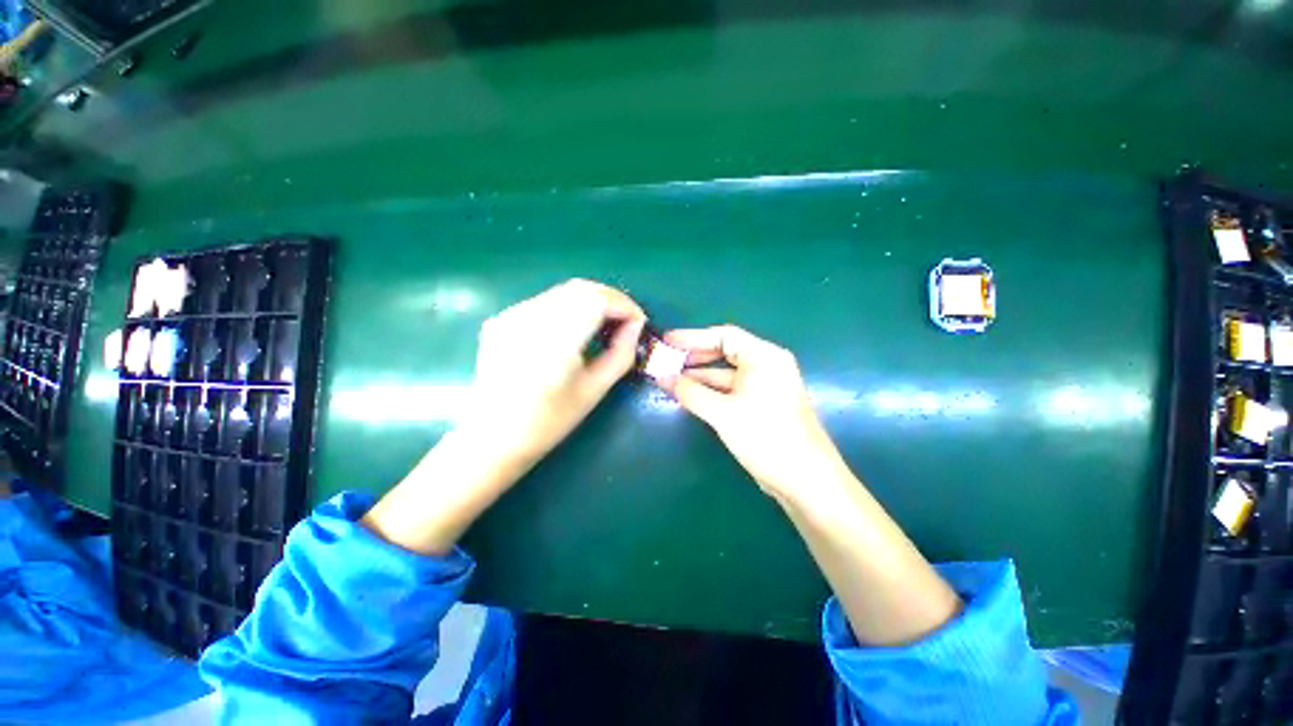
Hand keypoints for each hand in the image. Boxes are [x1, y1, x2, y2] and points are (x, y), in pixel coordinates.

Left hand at [463, 278, 645, 467]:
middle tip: (626, 321)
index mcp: (553, 342)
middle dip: (611, 299)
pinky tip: (576, 327)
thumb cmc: (549, 422)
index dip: (624, 305)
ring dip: (592, 301)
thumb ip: (621, 354)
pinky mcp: (503, 318)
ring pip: (564, 291)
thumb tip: (636, 326)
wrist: (493, 437)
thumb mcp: (594, 391)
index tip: (639, 321)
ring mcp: (511, 315)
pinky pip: (546, 301)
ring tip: (605, 322)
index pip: (597, 300)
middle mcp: (529, 319)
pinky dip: (570, 306)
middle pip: (581, 288)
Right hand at [664, 326, 962, 644]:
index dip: (693, 337)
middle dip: (694, 356)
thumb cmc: (766, 437)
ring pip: (726, 373)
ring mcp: (765, 386)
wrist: (805, 481)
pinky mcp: (762, 404)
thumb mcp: (723, 413)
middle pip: (725, 352)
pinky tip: (689, 394)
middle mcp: (767, 365)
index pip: (724, 336)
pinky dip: (710, 390)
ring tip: (670, 376)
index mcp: (764, 356)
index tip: (667, 341)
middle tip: (666, 359)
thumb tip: (662, 377)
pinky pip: (731, 389)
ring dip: (700, 375)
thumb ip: (690, 392)